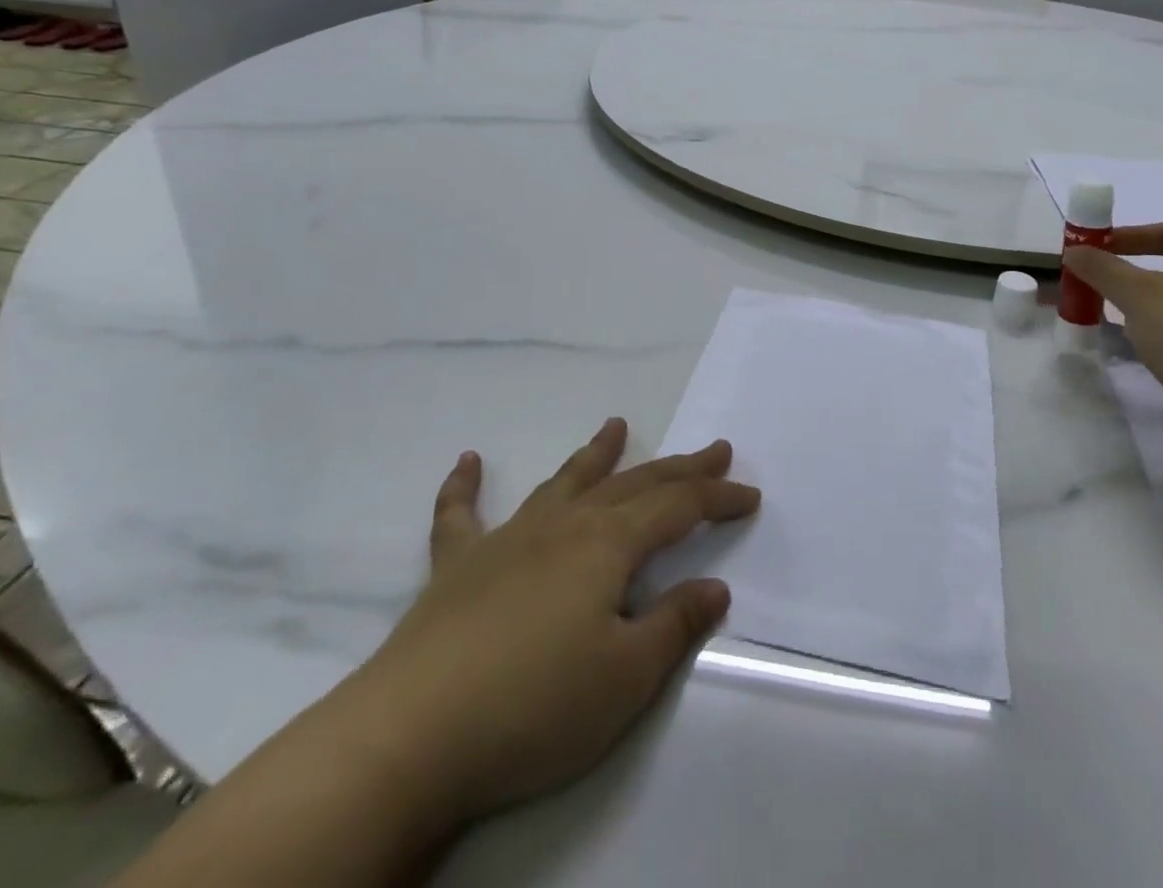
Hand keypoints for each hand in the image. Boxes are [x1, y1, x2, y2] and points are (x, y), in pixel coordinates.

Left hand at [342, 418, 759, 828]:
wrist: (412, 737)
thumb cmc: (535, 706)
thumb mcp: (626, 677)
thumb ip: (674, 624)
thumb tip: (715, 586)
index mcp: (607, 544)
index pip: (678, 507)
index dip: (717, 498)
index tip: (750, 494)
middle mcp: (563, 525)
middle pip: (633, 484)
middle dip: (678, 467)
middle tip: (713, 448)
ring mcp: (507, 539)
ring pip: (563, 483)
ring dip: (594, 454)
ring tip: (616, 425)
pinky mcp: (457, 567)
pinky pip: (460, 515)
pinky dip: (464, 486)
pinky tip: (467, 461)